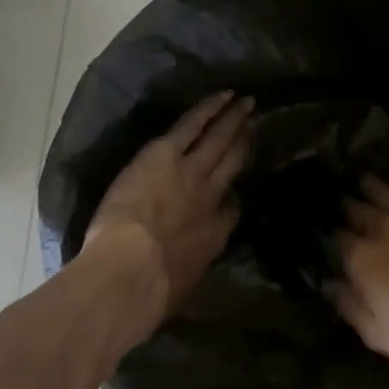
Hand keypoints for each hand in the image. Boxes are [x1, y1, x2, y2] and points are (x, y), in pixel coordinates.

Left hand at [85, 93, 253, 320]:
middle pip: (232, 166)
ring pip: (219, 140)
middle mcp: (209, 199)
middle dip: (244, 144)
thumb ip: (186, 274)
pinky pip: (193, 124)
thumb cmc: (151, 292)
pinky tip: (221, 96)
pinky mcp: (167, 154)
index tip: (236, 192)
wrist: (132, 271)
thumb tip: (182, 279)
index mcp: (211, 238)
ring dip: (233, 120)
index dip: (234, 198)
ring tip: (247, 103)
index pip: (230, 212)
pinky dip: (209, 109)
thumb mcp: (179, 289)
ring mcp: (192, 172)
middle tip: (256, 126)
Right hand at [333, 174, 388, 374]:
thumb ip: (351, 308)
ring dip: (370, 186)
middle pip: (356, 210)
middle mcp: (380, 227)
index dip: (339, 240)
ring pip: (380, 189)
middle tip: (349, 206)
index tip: (340, 240)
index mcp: (362, 259)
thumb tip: (329, 284)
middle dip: (350, 208)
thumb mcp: (383, 336)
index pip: (340, 241)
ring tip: (366, 183)